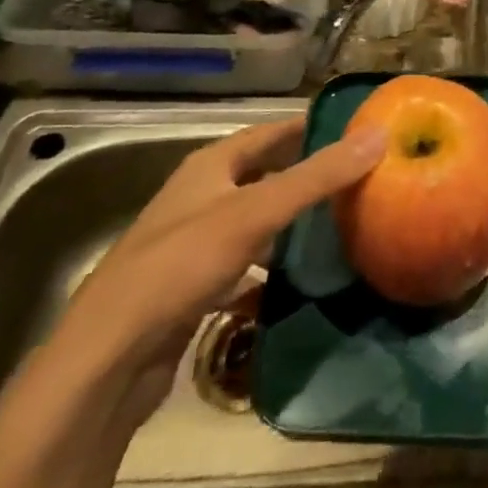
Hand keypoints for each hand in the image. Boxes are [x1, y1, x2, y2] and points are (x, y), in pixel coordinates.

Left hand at [53, 117, 386, 423]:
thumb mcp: (255, 213)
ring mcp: (195, 243)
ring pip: (256, 222)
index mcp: (210, 166)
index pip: (270, 133)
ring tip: (341, 226)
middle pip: (264, 175)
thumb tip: (378, 135)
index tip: (356, 130)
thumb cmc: (181, 266)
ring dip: (292, 223)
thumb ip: (317, 177)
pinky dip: (272, 268)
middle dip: (306, 176)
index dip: (310, 128)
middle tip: (359, 179)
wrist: (108, 358)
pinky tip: (300, 281)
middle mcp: (201, 196)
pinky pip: (245, 265)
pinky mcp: (193, 287)